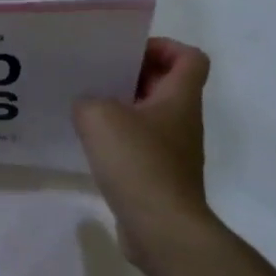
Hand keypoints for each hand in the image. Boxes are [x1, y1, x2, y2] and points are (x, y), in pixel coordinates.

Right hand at [73, 38, 220, 265]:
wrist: (162, 229)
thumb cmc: (138, 162)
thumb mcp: (99, 117)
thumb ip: (87, 100)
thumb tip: (87, 105)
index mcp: (180, 98)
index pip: (189, 57)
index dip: (163, 47)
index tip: (128, 54)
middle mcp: (183, 121)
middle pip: (166, 85)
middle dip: (133, 76)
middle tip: (98, 76)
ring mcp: (174, 151)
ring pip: (151, 116)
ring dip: (123, 109)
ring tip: (87, 109)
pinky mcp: (161, 177)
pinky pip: (141, 146)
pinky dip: (120, 140)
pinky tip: (92, 147)